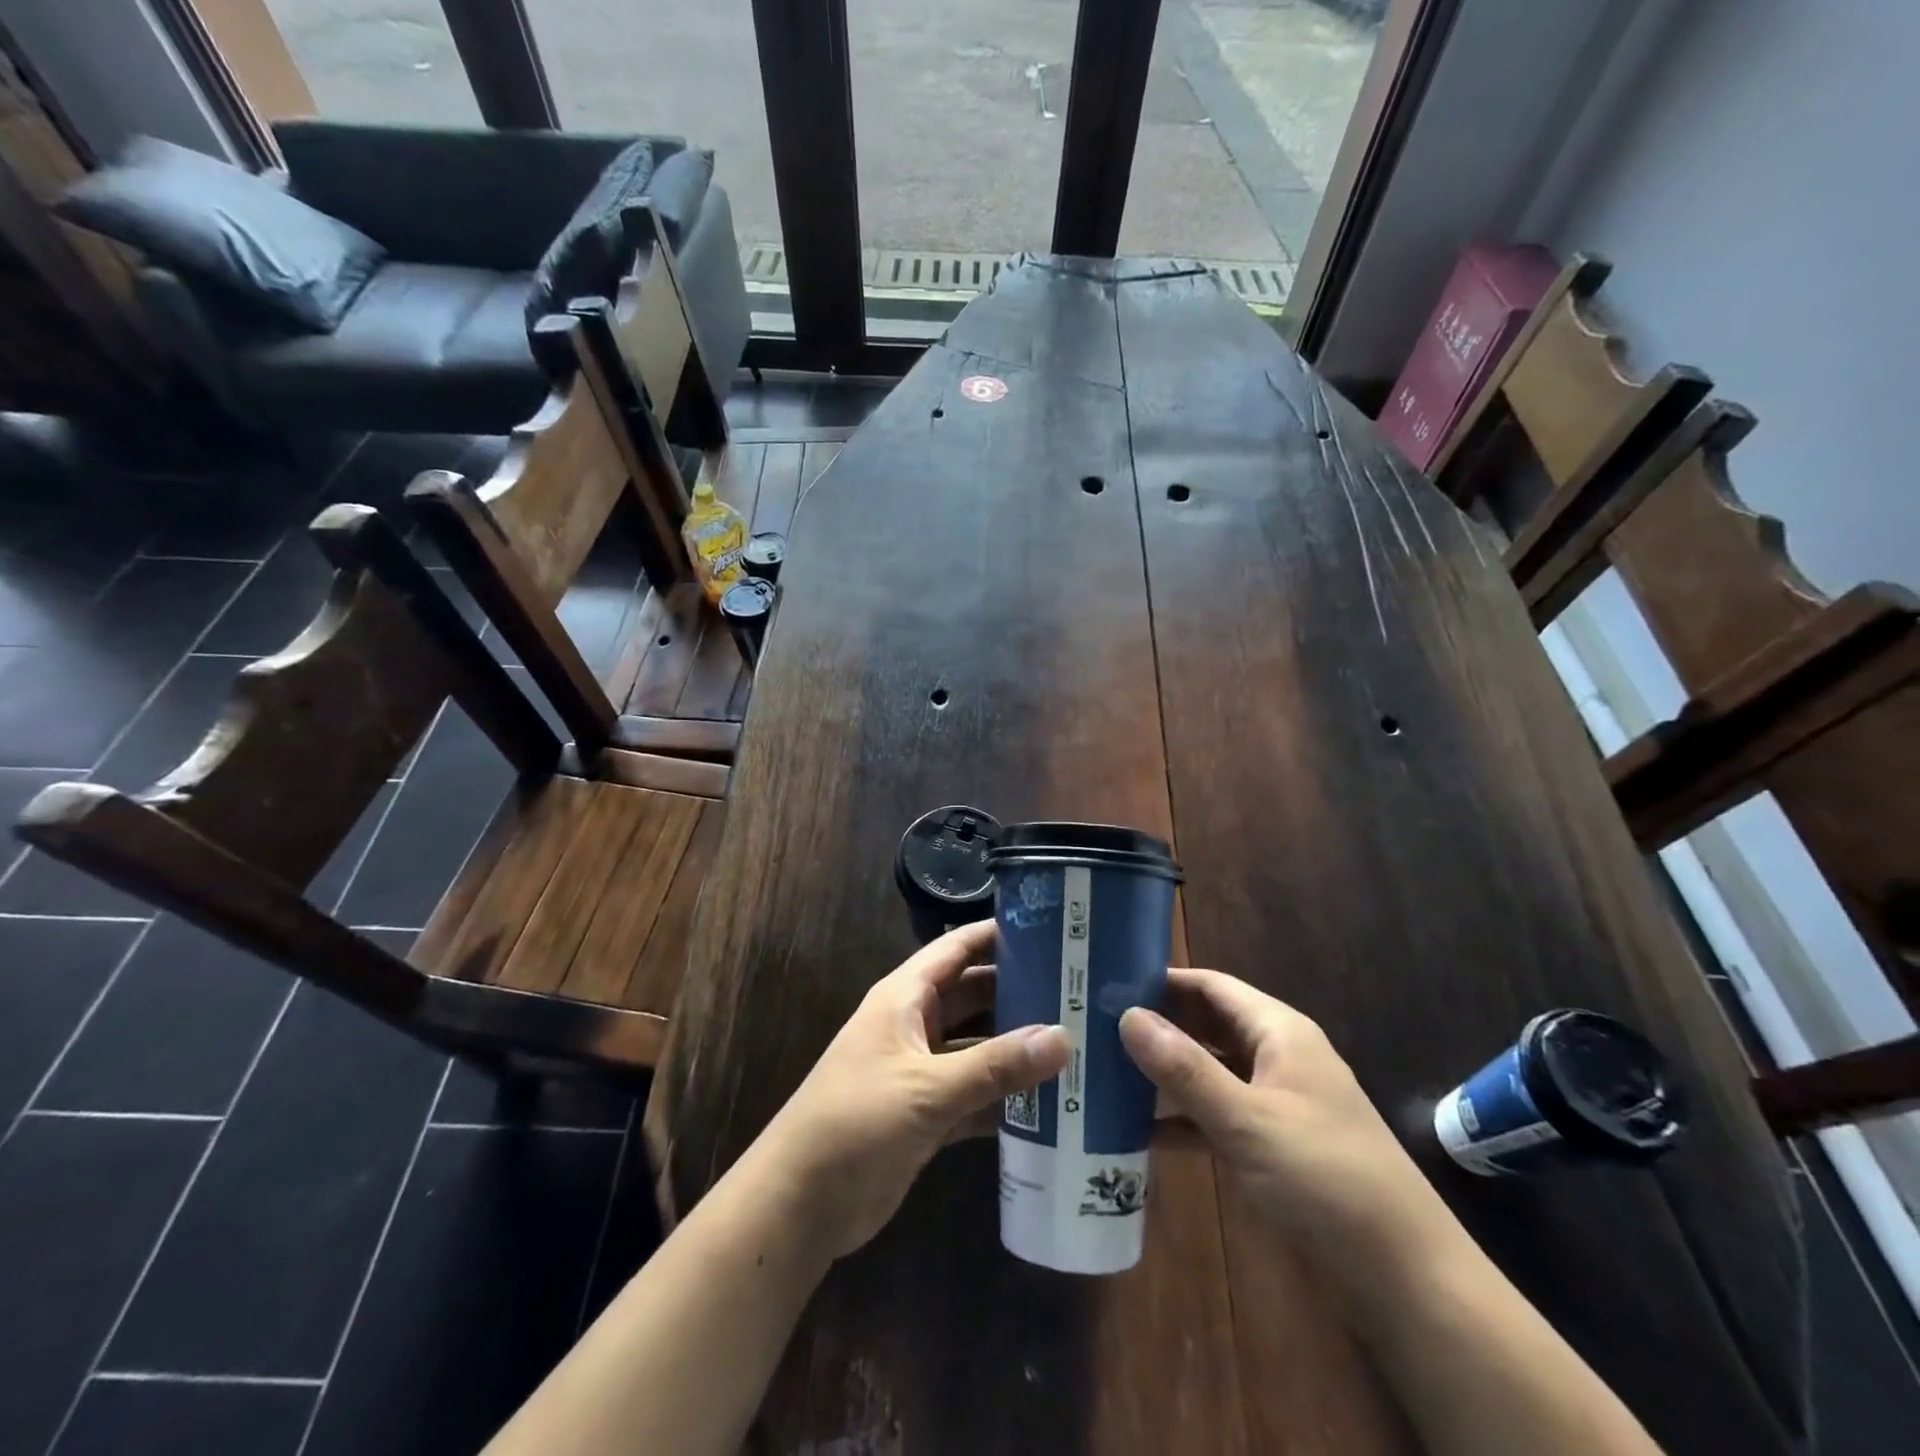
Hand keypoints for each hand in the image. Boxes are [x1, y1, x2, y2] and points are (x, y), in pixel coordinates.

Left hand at [754, 921, 1069, 1261]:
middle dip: (1020, 992)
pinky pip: (975, 1093)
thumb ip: (995, 1065)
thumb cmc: (856, 1123)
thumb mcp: (927, 1090)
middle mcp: (915, 1025)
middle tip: (1080, 991)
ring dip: (1017, 1048)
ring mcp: (921, 1070)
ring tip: (1078, 1042)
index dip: (998, 934)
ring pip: (978, 1046)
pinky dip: (1006, 1096)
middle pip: (975, 995)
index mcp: (905, 997)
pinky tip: (1051, 1102)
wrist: (799, 1204)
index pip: (957, 948)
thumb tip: (1064, 1037)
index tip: (1051, 926)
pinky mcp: (927, 1113)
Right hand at [1119, 970, 1454, 1268]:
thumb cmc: (1326, 1179)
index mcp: (1279, 1033)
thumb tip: (1126, 1015)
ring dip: (1164, 1073)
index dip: (1162, 979)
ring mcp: (1275, 1103)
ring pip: (1209, 1072)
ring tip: (1103, 1070)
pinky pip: (1216, 1116)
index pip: (1211, 986)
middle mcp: (1276, 1058)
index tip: (1107, 981)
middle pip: (1207, 1025)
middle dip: (1157, 1025)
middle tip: (1093, 1025)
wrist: (1407, 1280)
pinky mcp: (1272, 1146)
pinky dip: (1181, 1119)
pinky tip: (1137, 1130)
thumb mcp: (1246, 1121)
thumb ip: (1184, 1069)